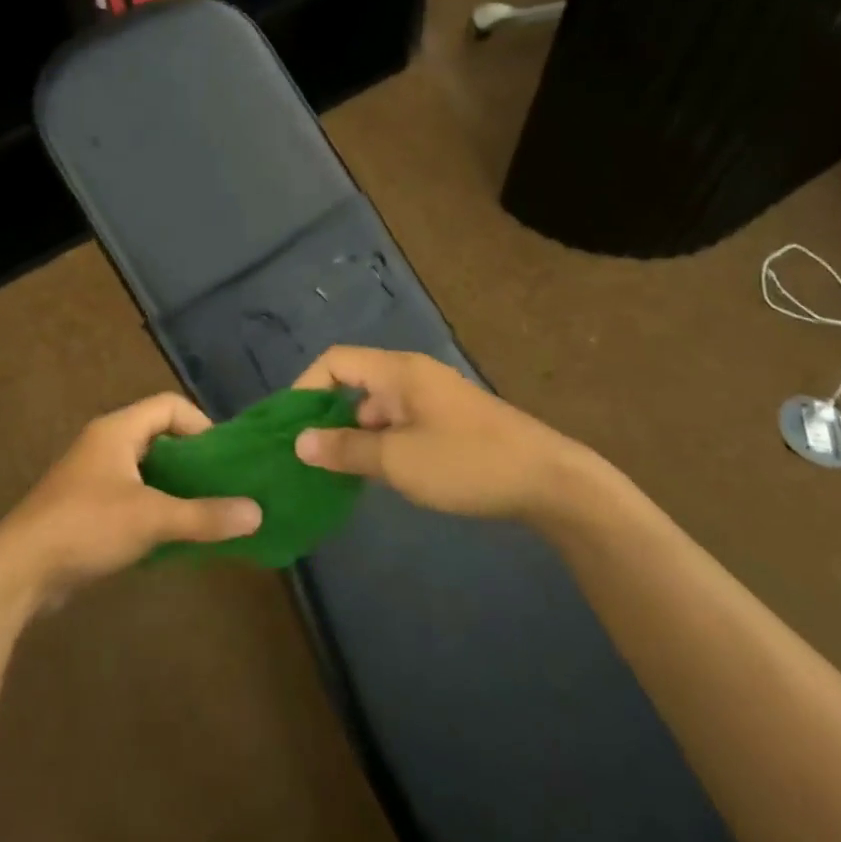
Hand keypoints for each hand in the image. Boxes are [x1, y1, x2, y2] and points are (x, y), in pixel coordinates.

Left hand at [0, 393, 261, 604]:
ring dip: (176, 488)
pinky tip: (174, 536)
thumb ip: (204, 515)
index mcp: (118, 430)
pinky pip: (132, 497)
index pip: (169, 406)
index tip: (225, 458)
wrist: (17, 571)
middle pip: (160, 437)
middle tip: (224, 486)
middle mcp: (105, 444)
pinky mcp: (86, 508)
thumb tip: (257, 513)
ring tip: (207, 512)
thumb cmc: (86, 526)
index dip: (201, 424)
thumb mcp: (151, 518)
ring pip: (146, 470)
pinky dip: (156, 509)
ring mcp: (93, 477)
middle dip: (194, 460)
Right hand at [292, 347, 577, 522]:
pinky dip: (381, 443)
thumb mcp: (398, 461)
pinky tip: (378, 475)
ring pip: (377, 408)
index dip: (306, 387)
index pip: (335, 361)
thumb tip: (300, 442)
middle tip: (309, 457)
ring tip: (337, 473)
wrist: (549, 480)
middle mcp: (412, 376)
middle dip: (327, 416)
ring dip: (355, 434)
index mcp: (398, 371)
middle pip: (354, 383)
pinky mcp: (448, 422)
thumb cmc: (466, 462)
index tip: (292, 428)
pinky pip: (399, 423)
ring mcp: (432, 399)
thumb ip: (346, 449)